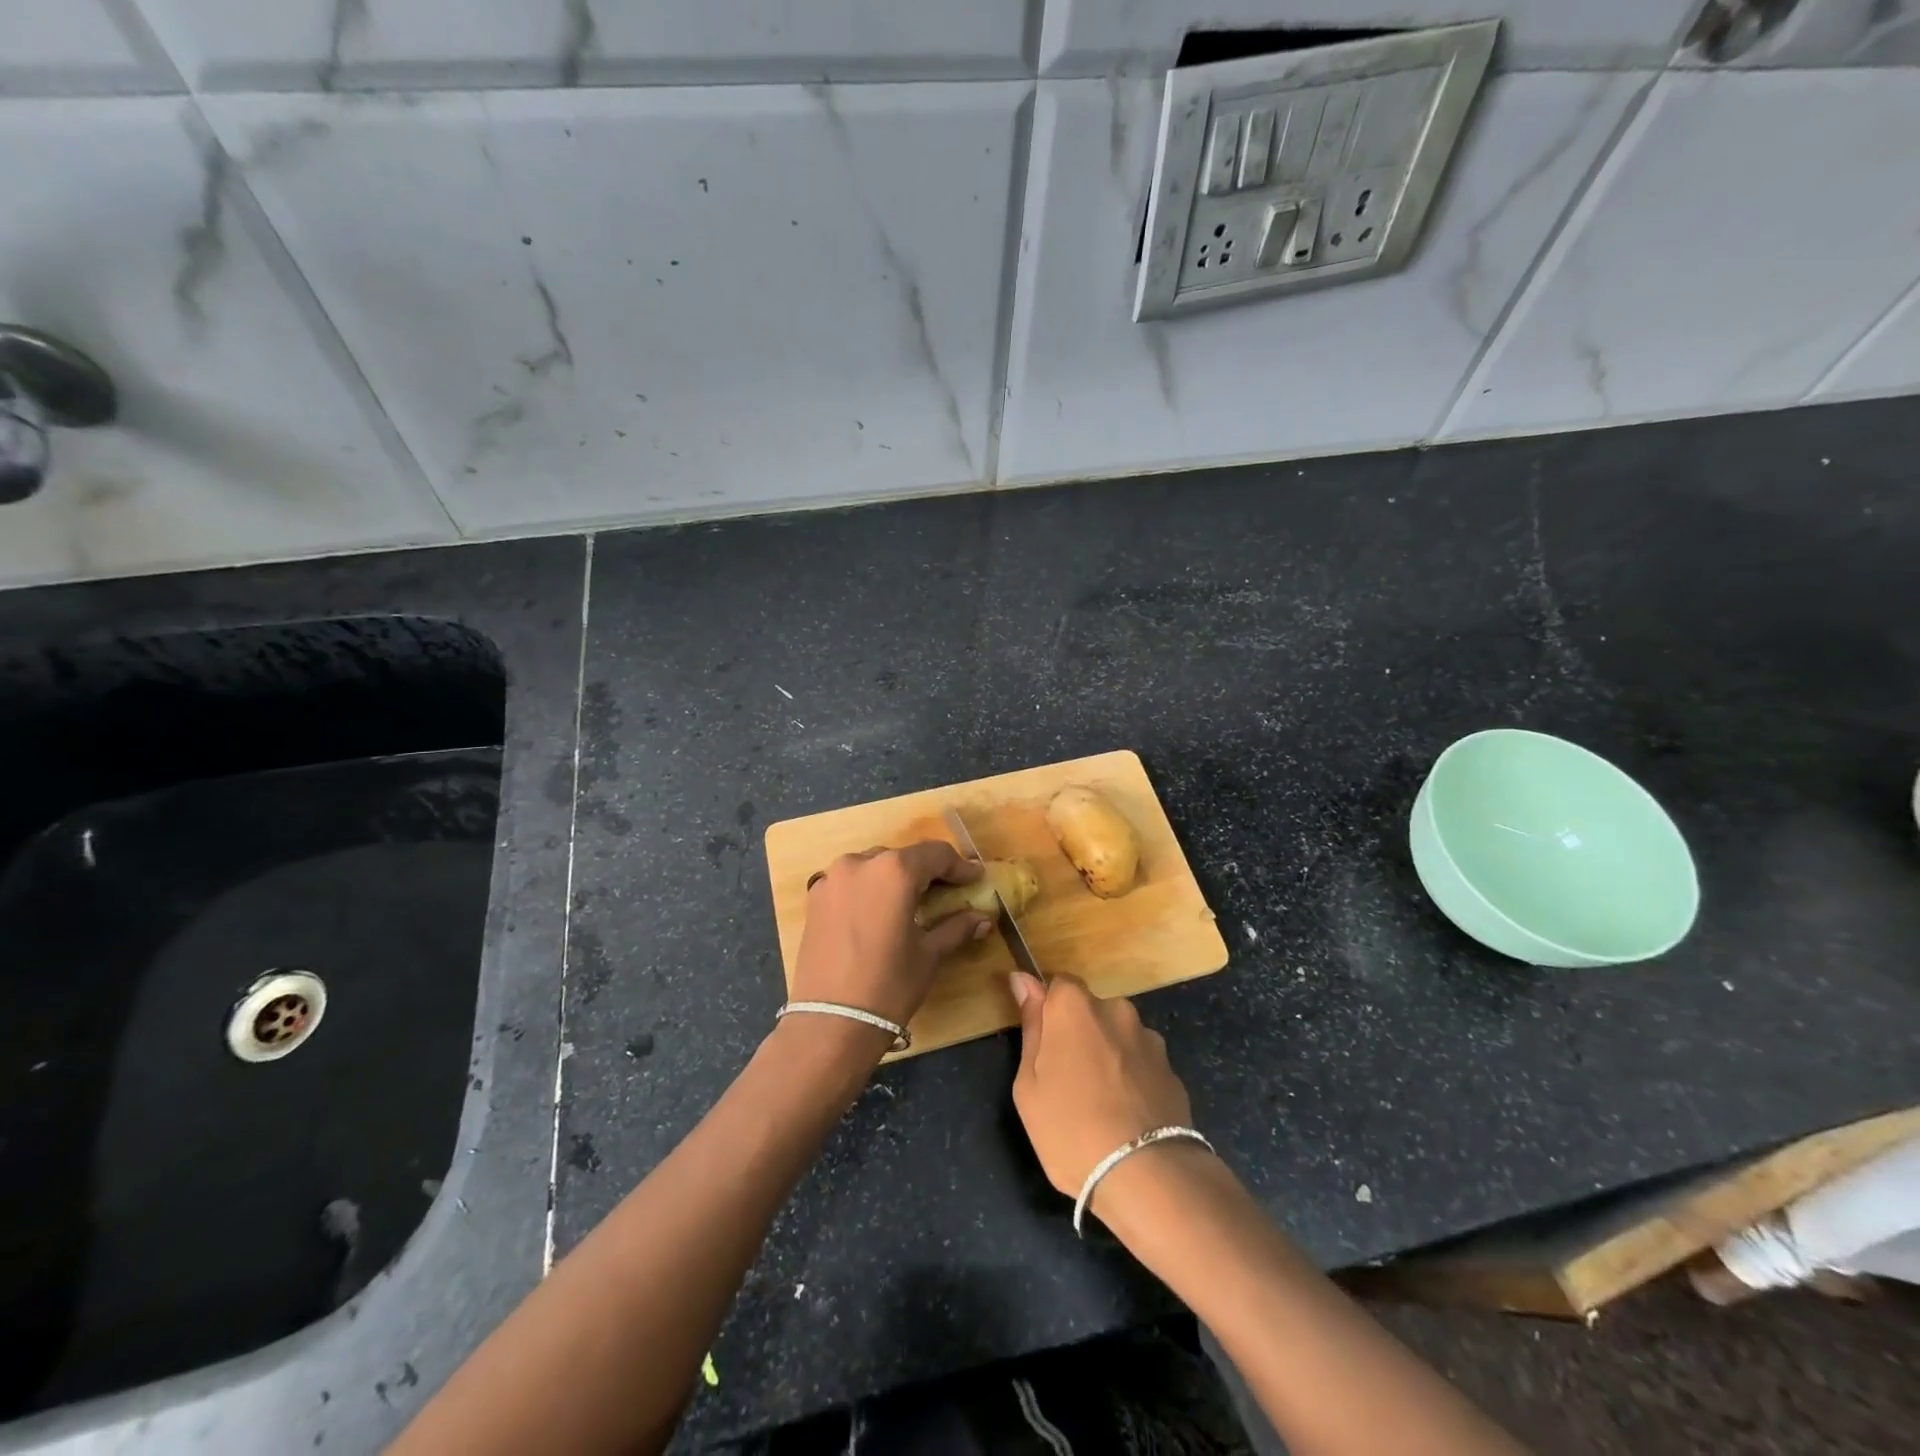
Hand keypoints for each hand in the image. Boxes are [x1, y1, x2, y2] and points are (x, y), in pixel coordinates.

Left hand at [793, 841, 991, 1032]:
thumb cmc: (889, 985)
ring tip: (911, 902)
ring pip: (873, 866)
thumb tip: (983, 918)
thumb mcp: (929, 954)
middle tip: (946, 892)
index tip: (974, 879)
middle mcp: (860, 863)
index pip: (935, 854)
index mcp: (894, 871)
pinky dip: (869, 889)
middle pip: (902, 858)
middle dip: (926, 872)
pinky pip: (850, 883)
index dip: (959, 866)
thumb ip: (956, 928)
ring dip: (895, 878)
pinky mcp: (815, 898)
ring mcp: (832, 879)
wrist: (831, 1022)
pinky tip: (879, 913)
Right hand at [1009, 973, 1195, 1200]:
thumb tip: (1023, 980)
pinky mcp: (1172, 1069)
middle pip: (1090, 1011)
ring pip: (1117, 1038)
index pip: (1058, 985)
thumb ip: (1031, 1026)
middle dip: (1079, 1035)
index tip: (1043, 1045)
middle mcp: (1115, 1010)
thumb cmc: (1070, 1127)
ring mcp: (1149, 1039)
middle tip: (1067, 1082)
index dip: (1048, 1012)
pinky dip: (1132, 1079)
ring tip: (1102, 1105)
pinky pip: (1141, 1064)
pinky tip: (1127, 1116)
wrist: (1146, 1175)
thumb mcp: (1029, 1083)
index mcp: (1075, 1006)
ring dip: (1108, 1056)